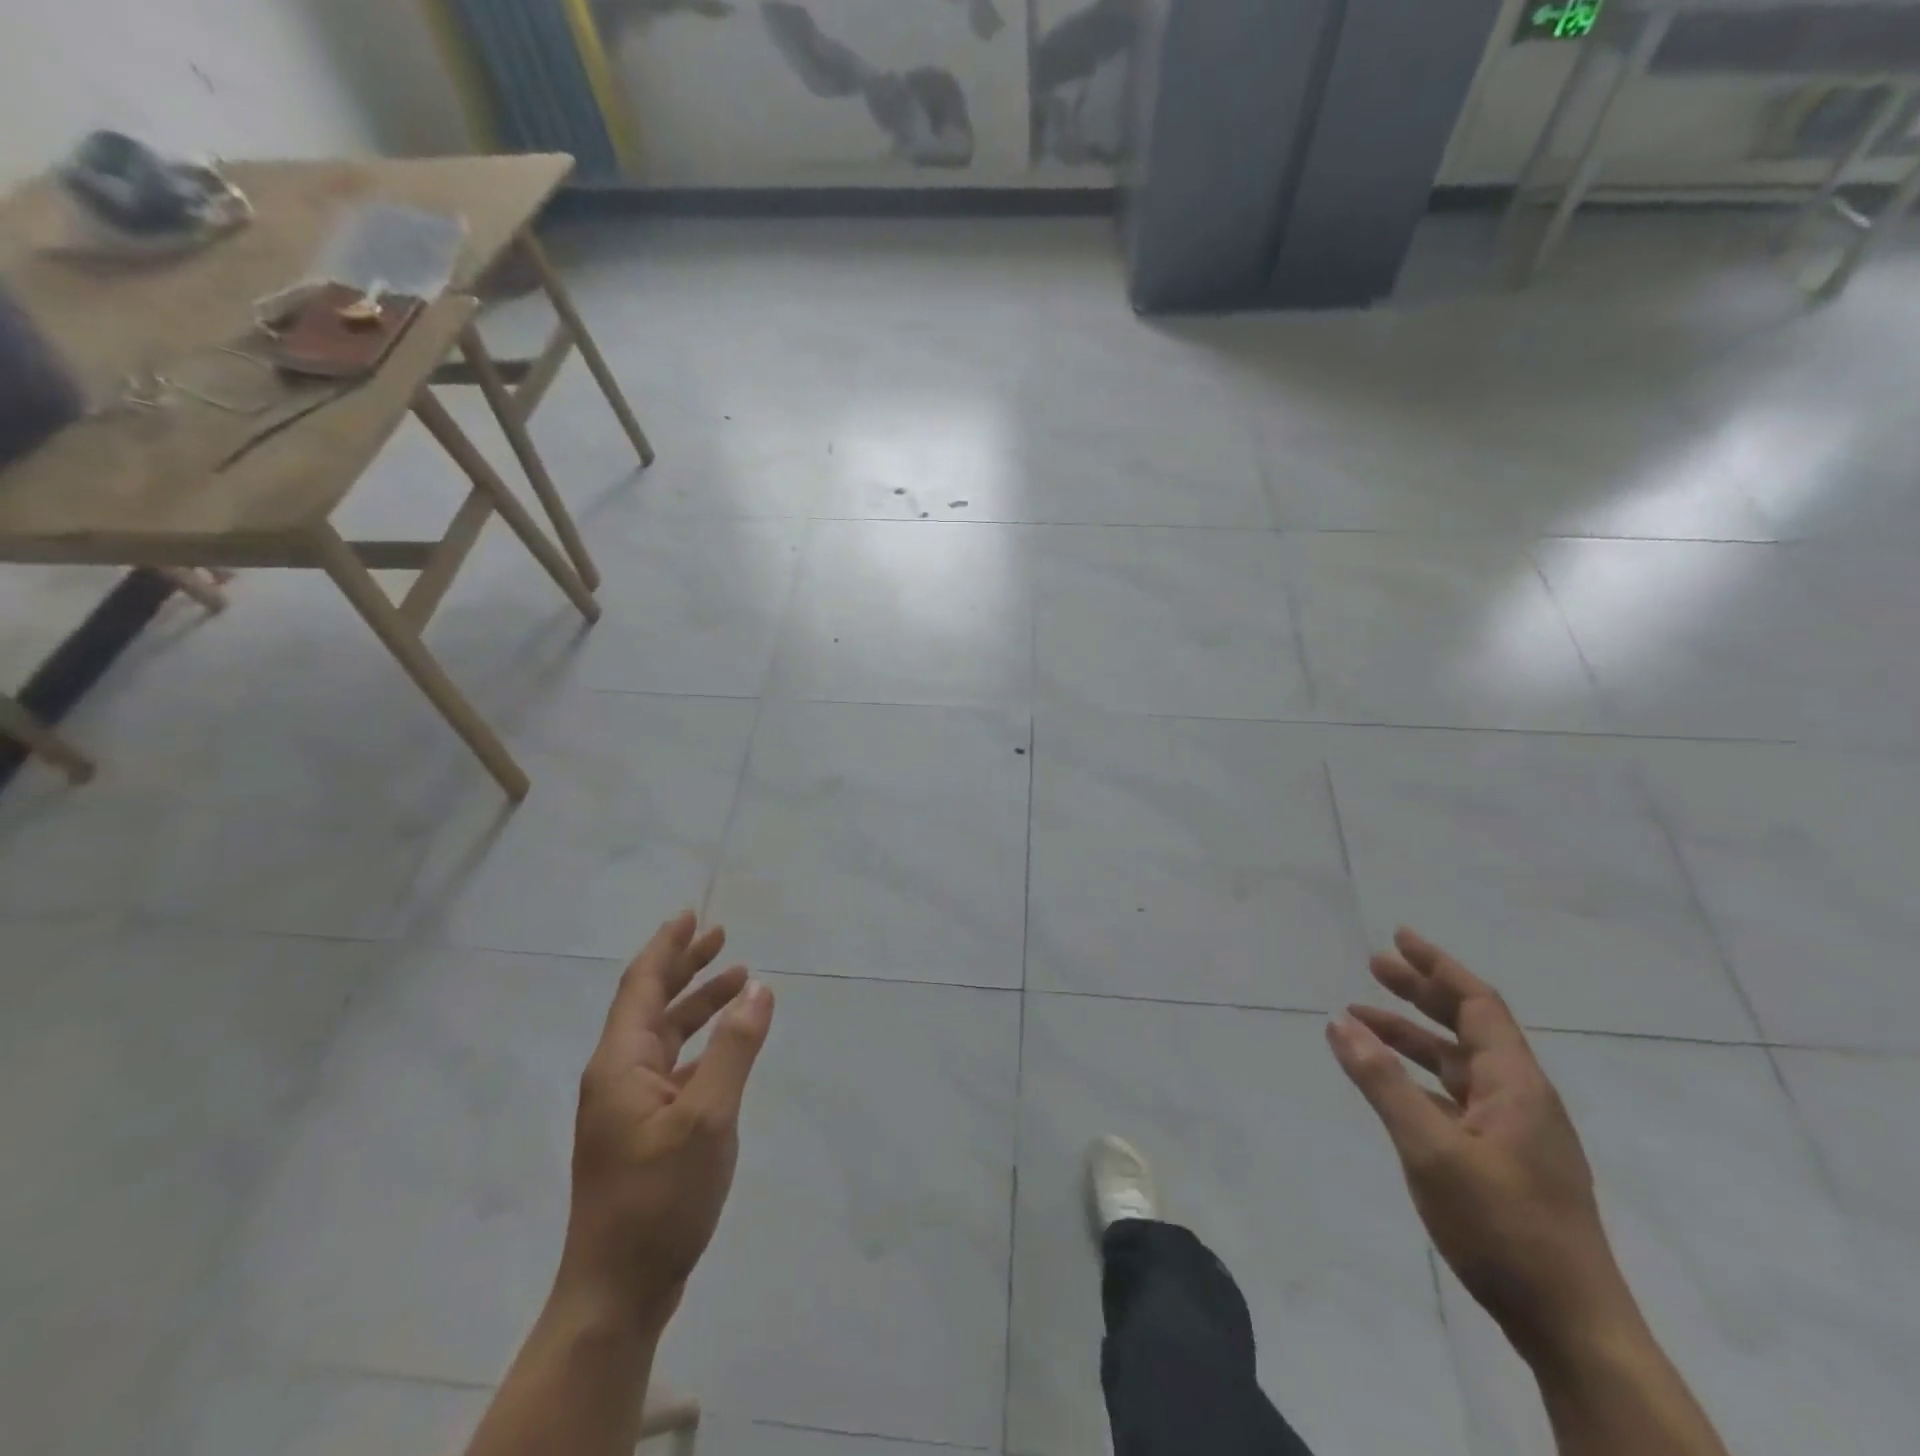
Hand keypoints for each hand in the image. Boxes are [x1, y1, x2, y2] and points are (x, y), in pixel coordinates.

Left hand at [557, 912, 774, 1336]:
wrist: (618, 1291)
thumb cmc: (659, 1198)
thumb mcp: (708, 1117)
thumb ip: (735, 1049)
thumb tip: (759, 989)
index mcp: (620, 1063)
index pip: (641, 985)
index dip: (668, 947)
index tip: (693, 915)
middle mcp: (617, 1075)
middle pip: (650, 1004)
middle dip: (685, 967)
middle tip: (722, 938)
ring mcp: (626, 1106)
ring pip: (663, 1035)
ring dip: (697, 1005)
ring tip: (738, 982)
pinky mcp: (641, 1131)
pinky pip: (672, 1065)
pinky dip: (700, 1043)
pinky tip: (725, 1045)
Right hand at [1326, 929, 1632, 1361]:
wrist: (1571, 1327)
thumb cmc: (1503, 1228)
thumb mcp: (1431, 1150)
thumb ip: (1383, 1082)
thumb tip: (1340, 1022)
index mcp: (1516, 1085)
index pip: (1478, 1004)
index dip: (1438, 966)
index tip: (1399, 937)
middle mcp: (1521, 1098)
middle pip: (1469, 1026)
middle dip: (1421, 992)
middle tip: (1374, 966)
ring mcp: (1516, 1132)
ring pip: (1459, 1063)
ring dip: (1413, 1035)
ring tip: (1362, 1018)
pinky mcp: (1506, 1160)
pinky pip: (1456, 1096)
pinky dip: (1420, 1076)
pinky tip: (1391, 1081)